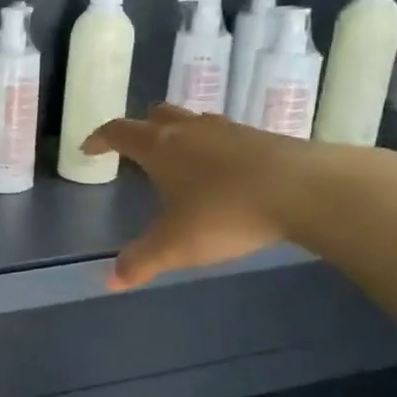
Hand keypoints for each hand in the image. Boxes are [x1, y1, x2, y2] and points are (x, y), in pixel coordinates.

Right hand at [82, 107, 314, 289]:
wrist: (307, 190)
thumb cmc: (226, 212)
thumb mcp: (175, 245)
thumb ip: (140, 261)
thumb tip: (109, 281)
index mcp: (160, 147)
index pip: (119, 132)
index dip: (99, 139)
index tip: (88, 149)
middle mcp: (191, 130)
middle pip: (157, 115)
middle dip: (141, 129)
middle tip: (134, 150)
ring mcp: (230, 130)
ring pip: (194, 123)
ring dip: (179, 135)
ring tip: (178, 161)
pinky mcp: (263, 139)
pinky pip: (225, 136)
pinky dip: (212, 148)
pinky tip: (222, 173)